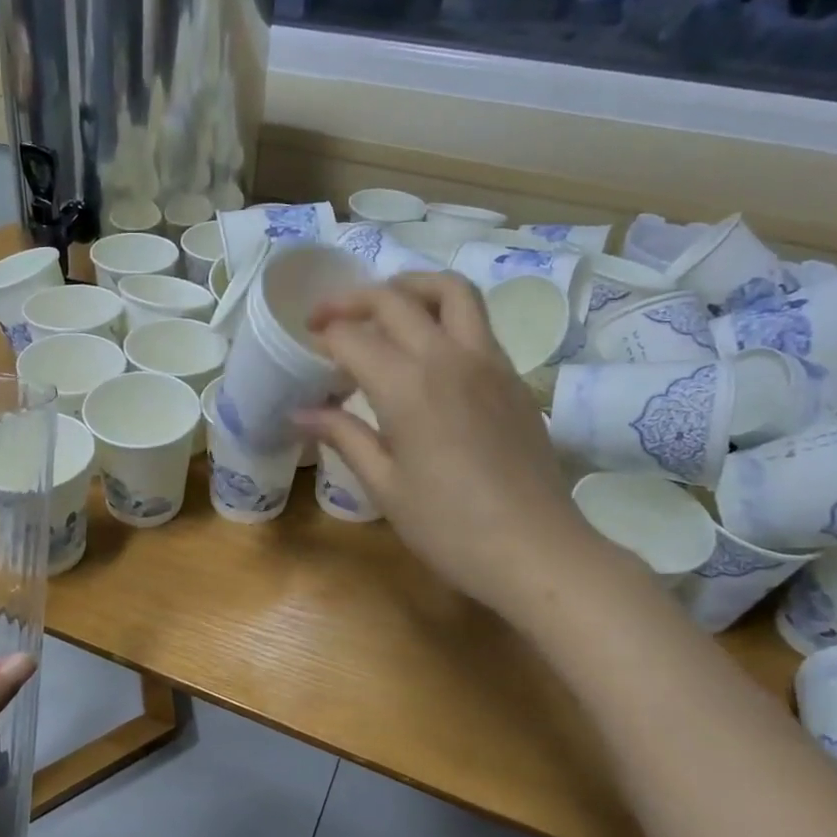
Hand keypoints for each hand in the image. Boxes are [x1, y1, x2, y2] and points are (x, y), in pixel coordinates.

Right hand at [297, 272, 592, 613]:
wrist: (536, 550)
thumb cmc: (449, 528)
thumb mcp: (385, 485)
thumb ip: (343, 437)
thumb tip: (300, 413)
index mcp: (408, 386)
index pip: (352, 338)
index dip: (324, 336)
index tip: (306, 346)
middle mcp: (448, 357)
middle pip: (395, 299)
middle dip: (352, 300)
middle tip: (326, 318)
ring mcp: (489, 361)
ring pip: (451, 291)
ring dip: (410, 286)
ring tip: (384, 306)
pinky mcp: (514, 376)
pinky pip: (476, 322)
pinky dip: (442, 315)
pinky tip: (427, 349)